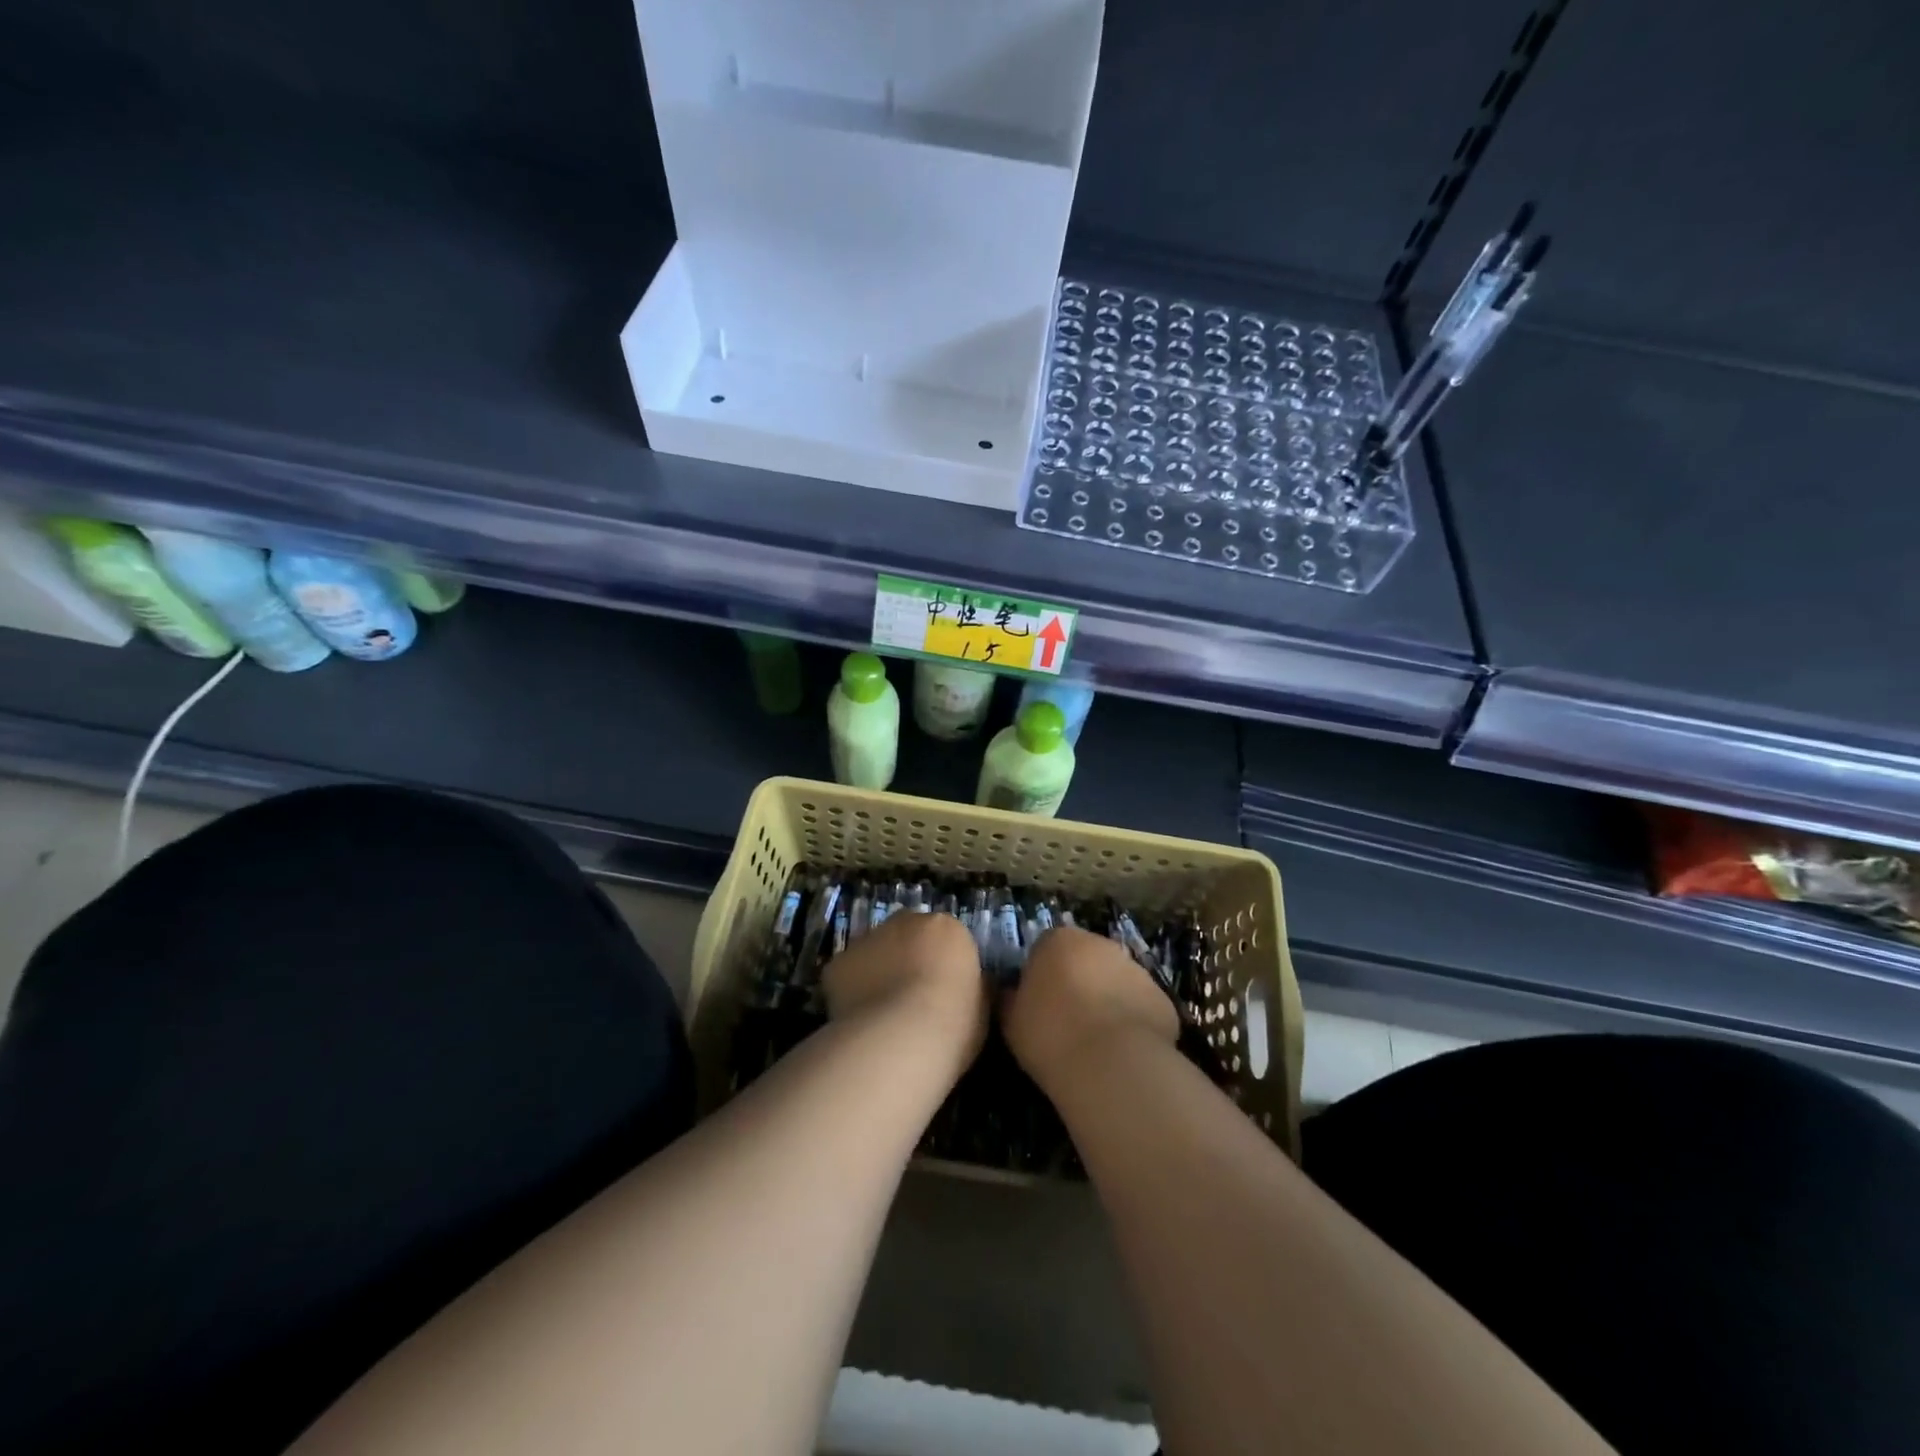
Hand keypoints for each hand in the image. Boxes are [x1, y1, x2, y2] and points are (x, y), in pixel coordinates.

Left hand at [822, 911, 988, 1069]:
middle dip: (908, 958)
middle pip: (907, 936)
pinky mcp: (838, 963)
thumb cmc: (955, 1023)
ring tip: (882, 1014)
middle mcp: (905, 922)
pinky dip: (851, 991)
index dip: (942, 965)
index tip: (942, 992)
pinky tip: (858, 1020)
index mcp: (947, 928)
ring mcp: (868, 939)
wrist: (903, 1037)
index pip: (945, 938)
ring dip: (878, 972)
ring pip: (874, 952)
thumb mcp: (982, 1005)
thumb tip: (967, 986)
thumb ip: (973, 986)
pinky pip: (847, 975)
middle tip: (911, 998)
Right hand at [1001, 926, 1178, 1092]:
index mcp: (1059, 940)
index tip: (1037, 1005)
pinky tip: (1123, 1053)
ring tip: (1097, 1043)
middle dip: (1078, 982)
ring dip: (1108, 1001)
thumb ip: (1010, 998)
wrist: (1111, 1065)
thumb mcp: (1011, 1019)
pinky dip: (1133, 1022)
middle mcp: (1101, 944)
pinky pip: (1141, 1007)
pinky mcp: (1163, 999)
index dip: (1041, 976)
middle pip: (1085, 959)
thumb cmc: (1050, 1034)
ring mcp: (1137, 969)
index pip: (1045, 948)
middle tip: (1067, 1021)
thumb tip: (1009, 992)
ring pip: (1117, 981)